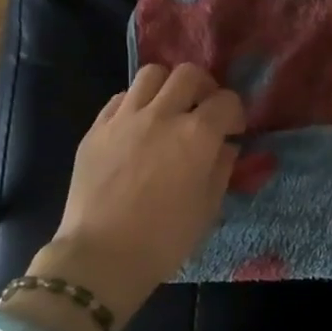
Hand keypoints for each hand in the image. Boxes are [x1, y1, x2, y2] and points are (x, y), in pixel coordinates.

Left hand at [25, 64, 242, 325]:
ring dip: (168, 86)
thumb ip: (221, 168)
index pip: (227, 101)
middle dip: (204, 88)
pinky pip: (120, 98)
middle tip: (204, 110)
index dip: (235, 113)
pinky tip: (139, 126)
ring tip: (169, 109)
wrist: (102, 257)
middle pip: (189, 74)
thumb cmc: (165, 239)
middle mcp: (162, 115)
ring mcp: (124, 118)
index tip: (233, 131)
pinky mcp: (96, 129)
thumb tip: (225, 147)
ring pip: (152, 74)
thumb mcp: (209, 208)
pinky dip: (137, 103)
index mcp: (197, 136)